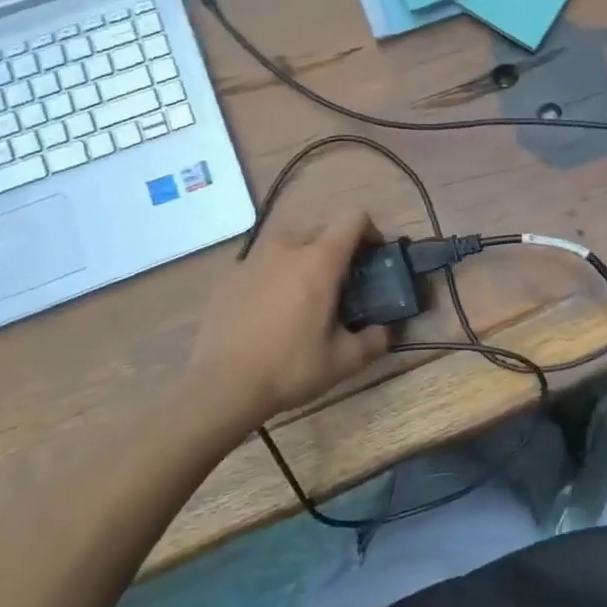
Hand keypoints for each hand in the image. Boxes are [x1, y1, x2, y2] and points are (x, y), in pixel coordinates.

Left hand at [179, 210, 390, 448]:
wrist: (222, 387)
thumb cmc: (290, 368)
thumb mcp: (344, 361)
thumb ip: (374, 340)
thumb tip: (385, 330)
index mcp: (320, 261)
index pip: (353, 218)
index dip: (370, 231)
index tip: (373, 257)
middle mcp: (286, 249)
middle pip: (321, 227)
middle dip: (337, 246)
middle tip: (342, 280)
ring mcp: (252, 260)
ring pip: (287, 241)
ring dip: (304, 254)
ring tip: (305, 288)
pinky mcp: (228, 278)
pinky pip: (260, 262)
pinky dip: (274, 273)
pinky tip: (271, 308)